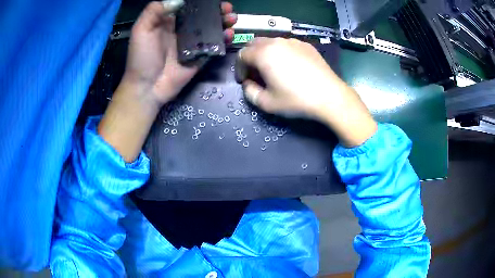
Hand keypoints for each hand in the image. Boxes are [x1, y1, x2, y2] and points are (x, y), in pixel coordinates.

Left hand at [124, 1, 236, 104]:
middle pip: (203, 16)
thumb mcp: (141, 30)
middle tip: (227, 8)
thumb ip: (154, 11)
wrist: (147, 87)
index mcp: (169, 21)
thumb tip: (179, 0)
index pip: (189, 7)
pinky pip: (214, 46)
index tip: (214, 0)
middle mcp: (182, 30)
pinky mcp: (200, 57)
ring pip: (211, 29)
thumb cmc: (141, 58)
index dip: (202, 2)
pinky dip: (223, 39)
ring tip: (232, 18)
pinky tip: (229, 34)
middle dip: (217, 11)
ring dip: (223, 22)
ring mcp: (193, 44)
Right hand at [238, 38, 376, 146]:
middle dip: (250, 58)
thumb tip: (248, 84)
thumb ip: (250, 92)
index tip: (245, 81)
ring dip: (265, 53)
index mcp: (263, 54)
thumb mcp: (267, 103)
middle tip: (255, 73)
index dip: (239, 68)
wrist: (329, 96)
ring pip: (271, 42)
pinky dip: (281, 52)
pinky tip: (289, 66)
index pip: (242, 55)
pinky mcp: (305, 45)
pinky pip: (286, 45)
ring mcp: (293, 41)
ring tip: (272, 69)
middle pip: (254, 44)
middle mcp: (276, 42)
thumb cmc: (296, 100)